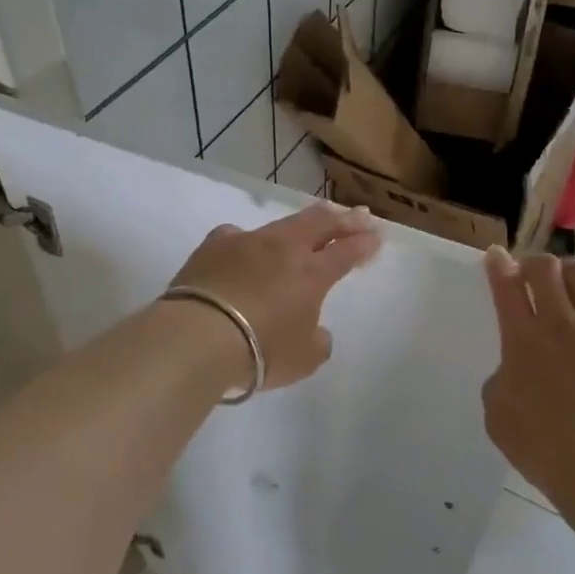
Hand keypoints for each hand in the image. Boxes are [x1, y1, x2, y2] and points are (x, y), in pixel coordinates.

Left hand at [166, 203, 381, 391]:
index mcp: (312, 273)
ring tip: (316, 217)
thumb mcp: (303, 359)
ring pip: (283, 223)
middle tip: (360, 214)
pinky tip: (247, 243)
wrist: (198, 336)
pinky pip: (238, 235)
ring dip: (305, 221)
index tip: (376, 237)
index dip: (363, 244)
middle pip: (321, 224)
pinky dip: (251, 240)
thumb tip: (316, 331)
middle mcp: (284, 249)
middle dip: (345, 219)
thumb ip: (317, 342)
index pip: (346, 252)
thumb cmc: (260, 351)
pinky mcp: (214, 245)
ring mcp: (247, 242)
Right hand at [481, 248, 574, 509]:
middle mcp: (560, 323)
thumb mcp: (497, 413)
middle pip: (546, 269)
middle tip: (532, 274)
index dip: (499, 265)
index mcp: (521, 339)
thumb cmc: (541, 446)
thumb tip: (516, 367)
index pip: (506, 286)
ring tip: (569, 278)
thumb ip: (501, 378)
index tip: (497, 254)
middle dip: (534, 263)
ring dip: (571, 271)